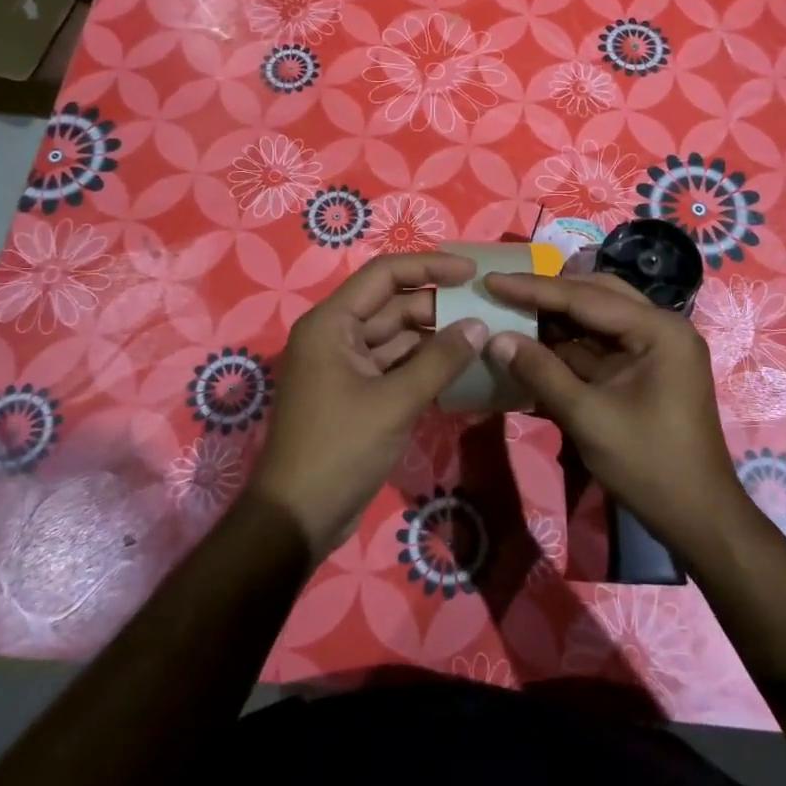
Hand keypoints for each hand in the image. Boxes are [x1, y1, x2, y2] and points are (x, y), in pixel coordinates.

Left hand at [252, 252, 487, 557]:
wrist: (298, 518)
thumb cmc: (340, 449)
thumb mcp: (395, 402)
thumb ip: (440, 360)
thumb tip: (479, 325)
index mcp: (332, 324)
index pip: (385, 275)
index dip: (430, 267)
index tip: (473, 273)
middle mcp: (336, 337)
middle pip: (393, 306)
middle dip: (439, 306)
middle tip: (488, 309)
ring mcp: (346, 367)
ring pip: (398, 339)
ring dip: (436, 338)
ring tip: (484, 336)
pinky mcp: (357, 395)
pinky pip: (396, 367)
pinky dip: (425, 366)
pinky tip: (462, 369)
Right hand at [481, 272, 745, 554]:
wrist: (697, 517)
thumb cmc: (648, 465)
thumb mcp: (588, 417)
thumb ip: (541, 372)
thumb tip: (495, 339)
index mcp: (659, 330)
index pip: (586, 297)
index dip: (534, 289)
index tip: (491, 280)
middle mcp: (660, 328)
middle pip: (595, 296)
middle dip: (547, 296)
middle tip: (500, 292)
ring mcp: (654, 349)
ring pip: (596, 320)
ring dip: (555, 320)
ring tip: (508, 312)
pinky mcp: (643, 370)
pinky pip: (600, 346)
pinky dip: (567, 346)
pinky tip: (532, 345)